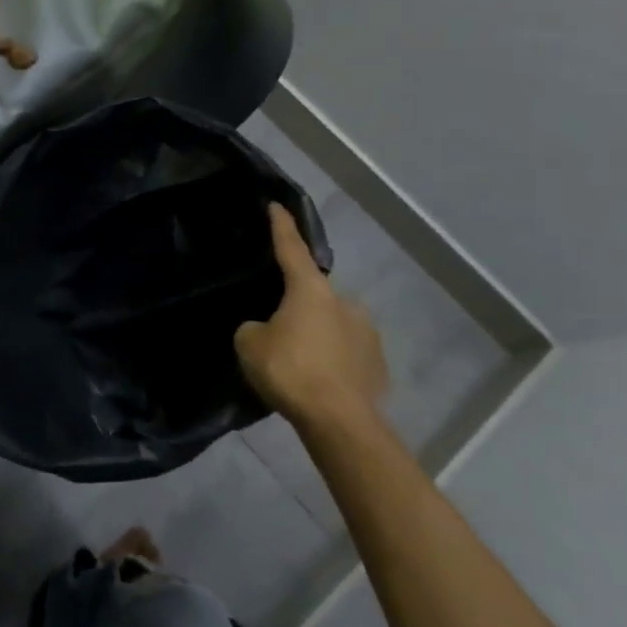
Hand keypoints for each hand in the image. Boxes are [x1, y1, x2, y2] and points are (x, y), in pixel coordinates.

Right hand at [235, 203, 388, 425]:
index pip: (291, 248)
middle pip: (313, 293)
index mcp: (310, 290)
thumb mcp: (249, 344)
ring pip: (332, 323)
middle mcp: (344, 302)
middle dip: (297, 302)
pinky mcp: (378, 364)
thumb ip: (255, 327)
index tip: (276, 205)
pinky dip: (331, 358)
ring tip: (298, 357)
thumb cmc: (290, 371)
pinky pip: (346, 352)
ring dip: (316, 332)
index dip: (281, 226)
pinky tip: (318, 378)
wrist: (340, 422)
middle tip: (277, 323)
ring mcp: (367, 333)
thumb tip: (267, 329)